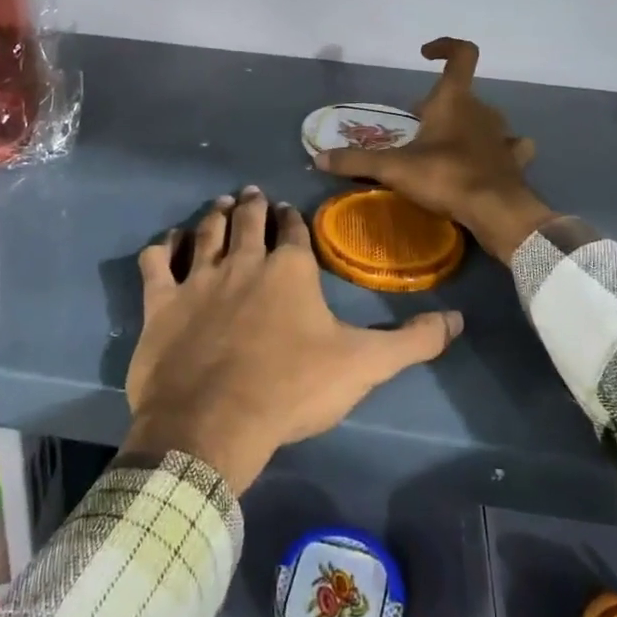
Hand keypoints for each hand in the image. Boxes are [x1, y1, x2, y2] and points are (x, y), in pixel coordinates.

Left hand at [125, 187, 462, 493]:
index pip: (293, 231)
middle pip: (248, 221)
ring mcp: (198, 279)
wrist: (214, 423)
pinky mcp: (161, 302)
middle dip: (253, 205)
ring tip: (222, 203)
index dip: (293, 219)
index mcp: (289, 270)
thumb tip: (459, 320)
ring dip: (215, 215)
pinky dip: (162, 247)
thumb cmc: (292, 388)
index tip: (290, 211)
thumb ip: (413, 341)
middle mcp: (243, 262)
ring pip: (206, 232)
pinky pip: (157, 263)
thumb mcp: (364, 365)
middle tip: (252, 194)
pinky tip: (167, 241)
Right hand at [314, 38, 555, 261]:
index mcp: (454, 100)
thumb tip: (319, 159)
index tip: (425, 54)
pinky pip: (508, 146)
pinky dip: (497, 150)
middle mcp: (481, 110)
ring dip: (466, 126)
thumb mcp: (393, 169)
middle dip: (439, 103)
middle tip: (417, 123)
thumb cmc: (445, 177)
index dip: (445, 46)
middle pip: (461, 94)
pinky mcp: (513, 160)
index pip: (461, 54)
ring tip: (444, 146)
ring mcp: (502, 135)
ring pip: (483, 119)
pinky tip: (487, 161)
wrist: (496, 211)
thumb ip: (356, 161)